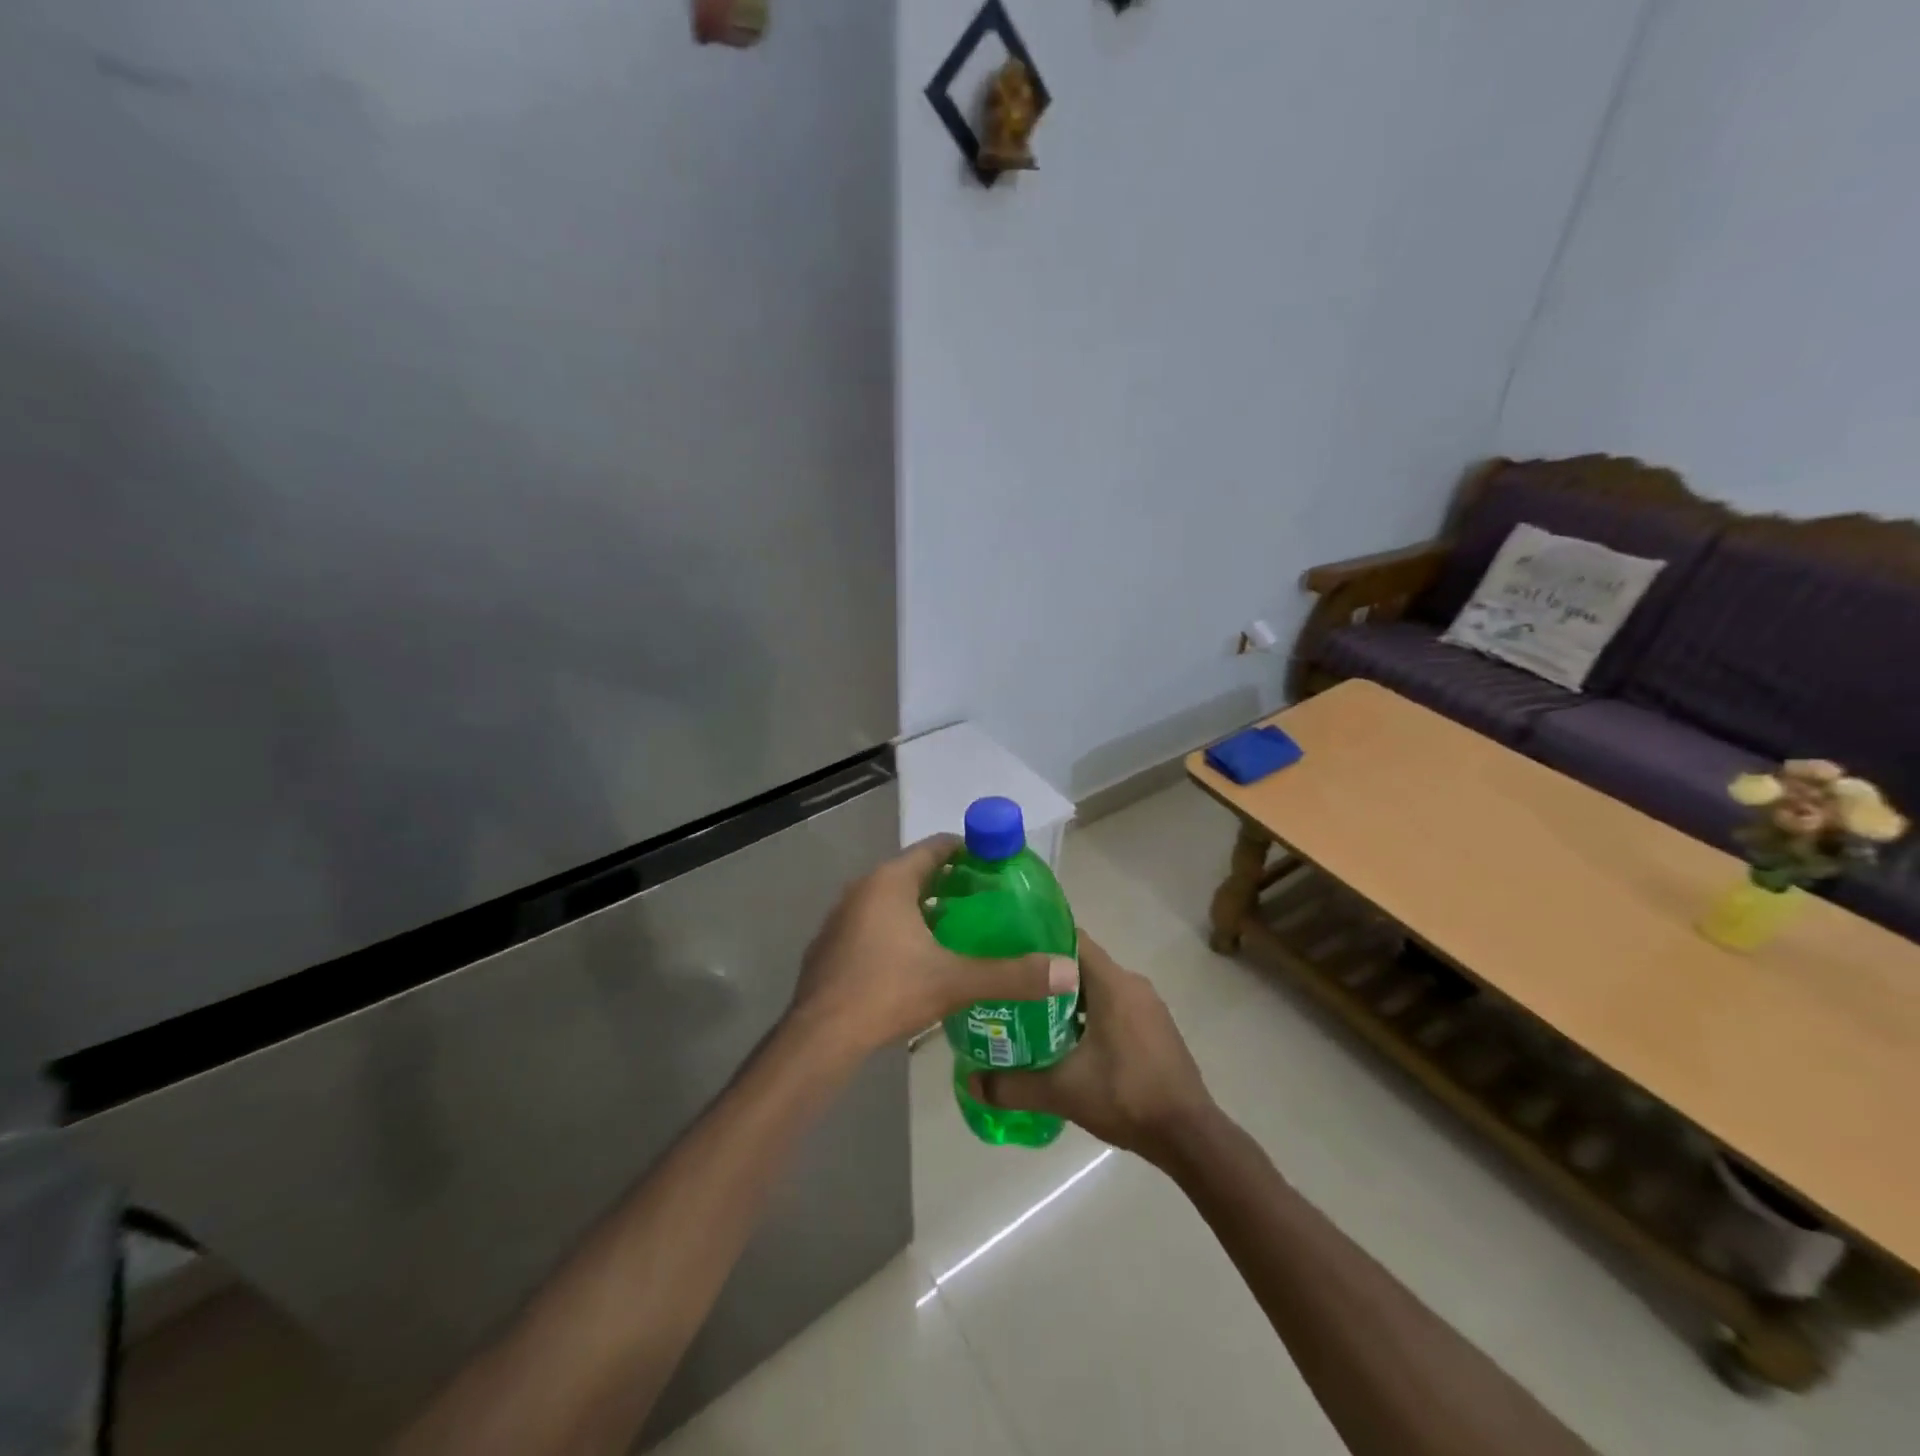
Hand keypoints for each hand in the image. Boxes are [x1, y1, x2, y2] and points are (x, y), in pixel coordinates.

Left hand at [788, 835, 1077, 1058]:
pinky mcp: (831, 946)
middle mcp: (862, 889)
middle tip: (987, 903)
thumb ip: (1012, 975)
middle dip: (950, 884)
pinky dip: (897, 929)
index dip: (969, 852)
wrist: (820, 1038)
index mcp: (890, 881)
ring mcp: (841, 917)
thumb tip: (1068, 971)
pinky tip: (916, 960)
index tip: (997, 868)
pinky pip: (872, 924)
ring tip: (959, 930)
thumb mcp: (956, 981)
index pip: (936, 847)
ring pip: (891, 900)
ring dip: (923, 908)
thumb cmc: (888, 992)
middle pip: (914, 872)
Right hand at [971, 933, 1215, 1164]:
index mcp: (1113, 983)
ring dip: (1068, 1000)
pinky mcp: (1156, 1028)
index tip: (1008, 951)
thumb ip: (1013, 1085)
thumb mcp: (1062, 1091)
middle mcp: (1132, 984)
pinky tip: (1068, 1044)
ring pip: (1099, 988)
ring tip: (1030, 1017)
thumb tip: (971, 1083)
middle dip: (1046, 975)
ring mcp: (1148, 1006)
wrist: (1189, 1135)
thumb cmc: (1126, 1096)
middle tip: (1011, 990)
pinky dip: (1090, 1015)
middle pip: (1081, 965)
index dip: (1038, 940)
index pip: (1071, 939)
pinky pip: (1115, 1007)